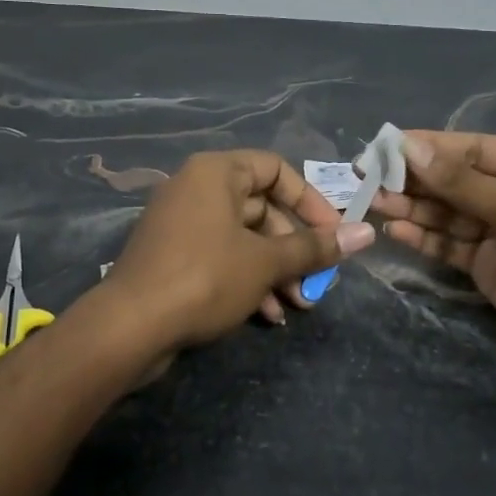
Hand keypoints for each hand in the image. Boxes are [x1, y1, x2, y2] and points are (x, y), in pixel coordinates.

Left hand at [106, 150, 375, 353]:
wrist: (129, 326)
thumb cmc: (204, 277)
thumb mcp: (266, 262)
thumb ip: (315, 247)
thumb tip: (367, 233)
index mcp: (216, 173)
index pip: (276, 169)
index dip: (310, 201)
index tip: (333, 234)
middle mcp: (196, 189)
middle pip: (261, 209)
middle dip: (293, 249)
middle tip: (315, 282)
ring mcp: (181, 224)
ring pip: (242, 238)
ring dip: (274, 271)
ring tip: (296, 306)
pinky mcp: (172, 257)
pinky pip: (220, 257)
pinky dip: (246, 280)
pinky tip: (266, 315)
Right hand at [372, 131, 495, 376]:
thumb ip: (459, 182)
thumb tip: (409, 147)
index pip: (469, 148)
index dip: (427, 146)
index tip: (384, 146)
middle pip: (453, 180)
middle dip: (414, 179)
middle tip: (366, 176)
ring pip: (447, 213)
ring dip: (413, 208)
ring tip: (374, 202)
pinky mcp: (487, 265)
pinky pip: (449, 245)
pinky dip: (424, 238)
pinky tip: (396, 231)